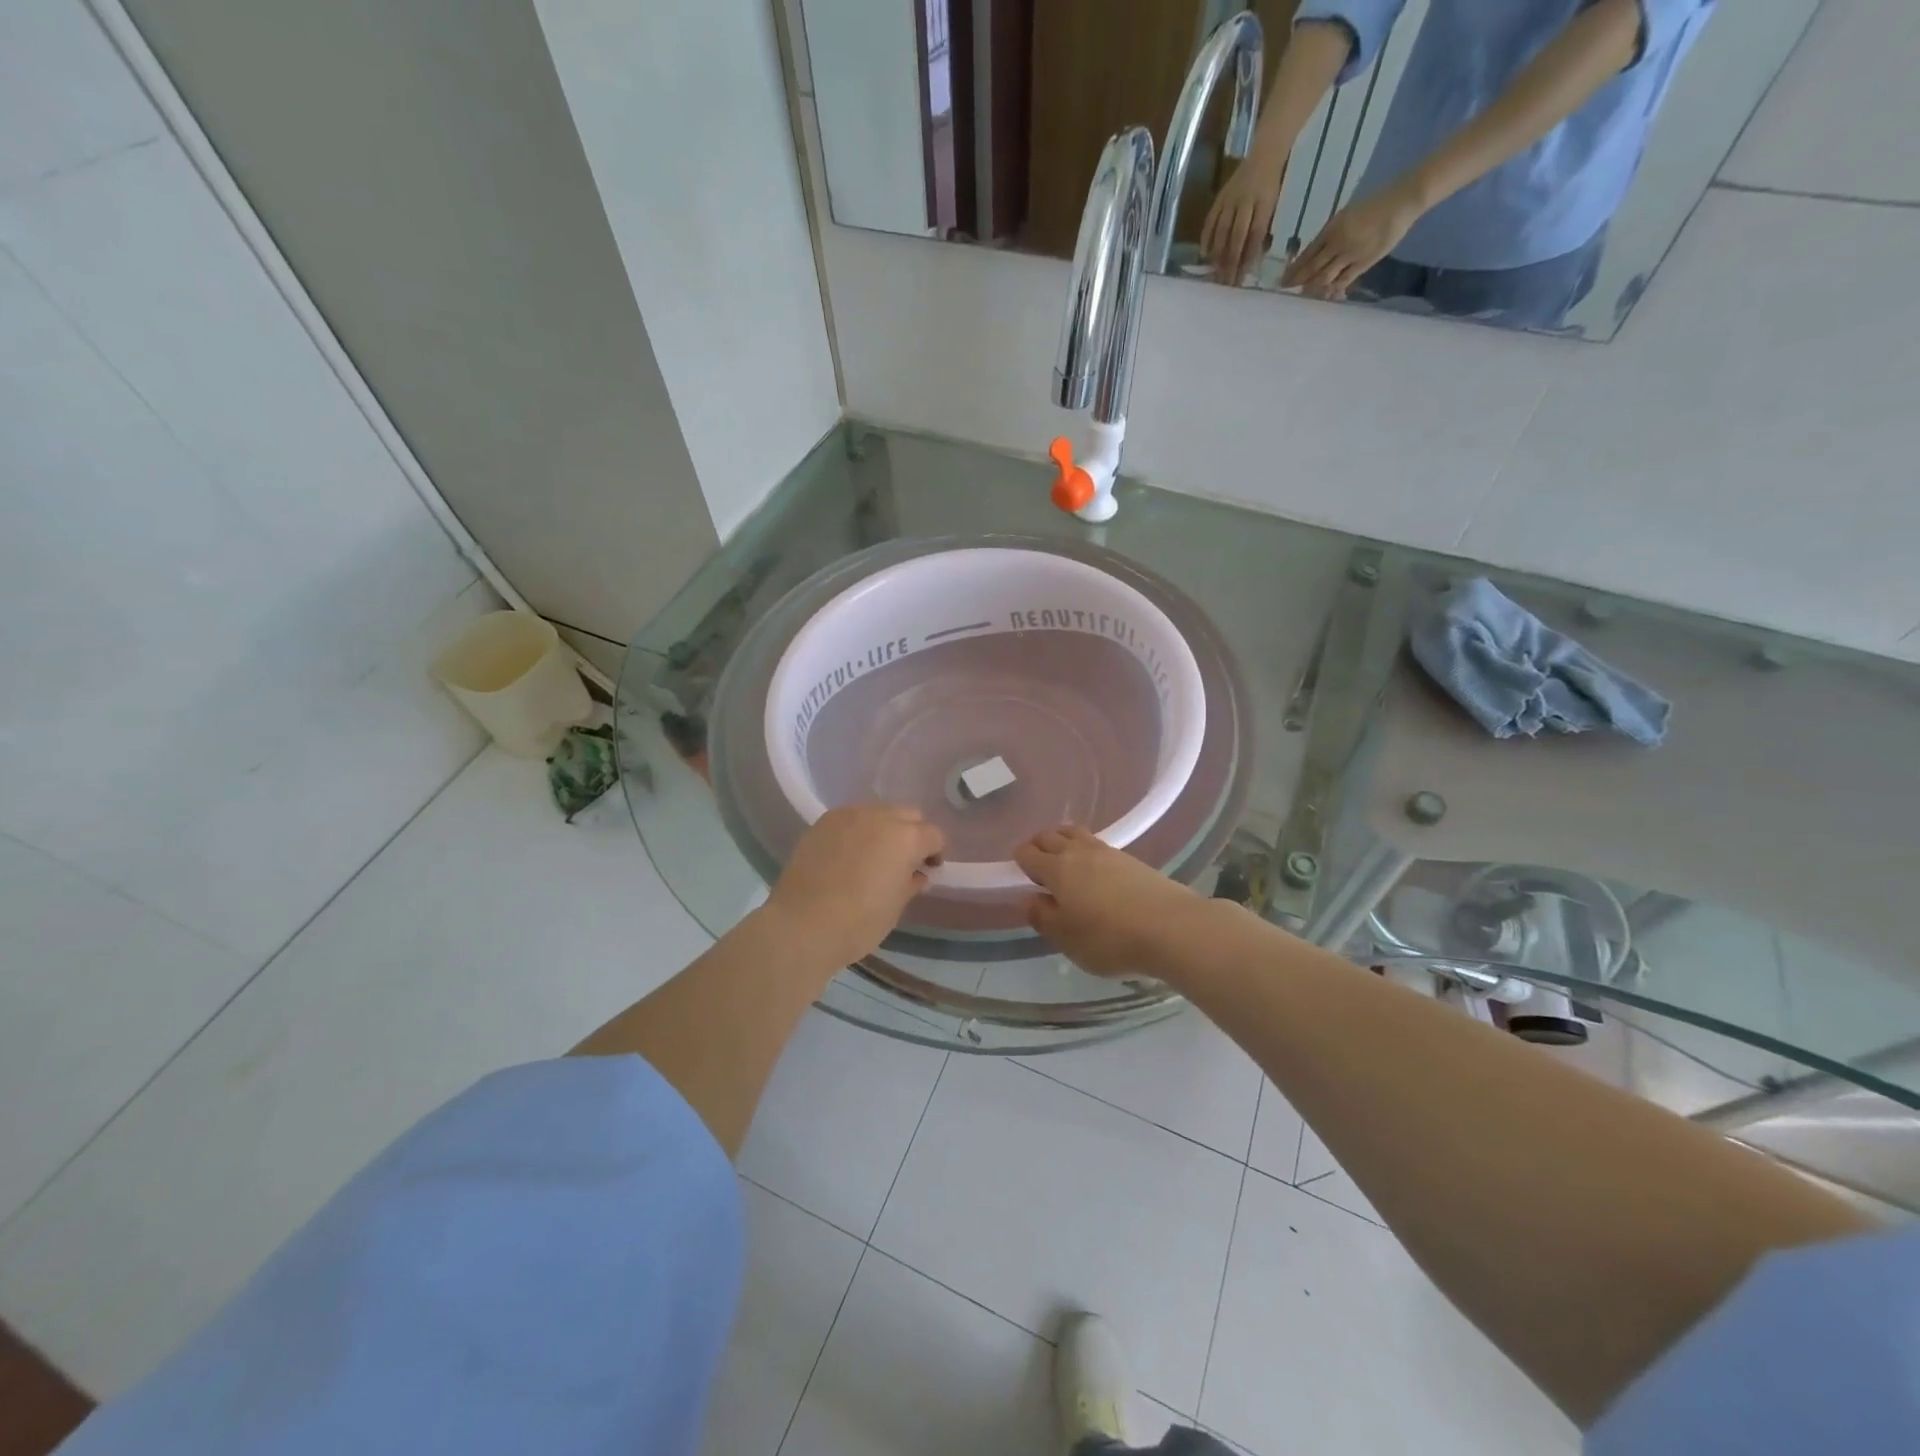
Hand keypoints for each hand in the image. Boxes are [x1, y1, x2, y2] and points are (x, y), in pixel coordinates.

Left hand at [766, 804, 944, 970]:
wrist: (801, 925)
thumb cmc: (858, 922)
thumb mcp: (896, 907)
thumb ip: (911, 883)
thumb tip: (917, 874)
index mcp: (906, 838)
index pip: (934, 834)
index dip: (936, 852)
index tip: (929, 869)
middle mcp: (880, 816)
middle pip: (909, 815)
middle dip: (913, 833)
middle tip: (906, 860)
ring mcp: (848, 815)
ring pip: (878, 812)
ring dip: (885, 828)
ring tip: (875, 855)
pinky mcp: (823, 822)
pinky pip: (851, 818)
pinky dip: (858, 830)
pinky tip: (850, 854)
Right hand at [1015, 826, 1206, 977]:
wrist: (1172, 928)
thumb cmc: (1110, 938)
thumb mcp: (1067, 939)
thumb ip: (1043, 917)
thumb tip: (1028, 899)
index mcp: (1057, 869)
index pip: (1028, 853)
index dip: (1020, 860)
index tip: (1020, 874)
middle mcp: (1079, 852)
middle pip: (1051, 836)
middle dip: (1039, 845)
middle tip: (1038, 863)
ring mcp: (1108, 852)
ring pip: (1076, 834)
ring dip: (1063, 840)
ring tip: (1064, 859)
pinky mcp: (1132, 859)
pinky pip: (1098, 845)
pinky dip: (1087, 850)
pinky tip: (1094, 869)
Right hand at [1199, 152, 1286, 286]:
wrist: (1264, 153)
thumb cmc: (1271, 184)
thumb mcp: (1273, 206)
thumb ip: (1263, 231)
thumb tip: (1252, 261)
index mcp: (1265, 202)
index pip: (1255, 234)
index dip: (1249, 257)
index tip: (1243, 277)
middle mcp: (1246, 201)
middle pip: (1237, 236)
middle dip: (1232, 261)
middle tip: (1227, 282)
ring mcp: (1230, 199)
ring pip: (1222, 231)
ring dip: (1218, 254)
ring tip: (1215, 273)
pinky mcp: (1219, 198)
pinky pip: (1210, 221)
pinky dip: (1206, 239)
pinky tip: (1204, 254)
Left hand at [1281, 182, 1423, 298]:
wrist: (1403, 200)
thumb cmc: (1374, 204)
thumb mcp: (1346, 215)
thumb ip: (1329, 236)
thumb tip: (1313, 256)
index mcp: (1332, 228)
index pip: (1307, 254)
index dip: (1293, 269)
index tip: (1281, 280)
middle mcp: (1338, 243)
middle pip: (1312, 268)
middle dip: (1296, 281)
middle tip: (1285, 291)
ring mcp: (1351, 254)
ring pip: (1324, 278)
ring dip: (1311, 288)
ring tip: (1302, 295)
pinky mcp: (1364, 262)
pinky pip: (1343, 281)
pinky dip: (1332, 291)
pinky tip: (1324, 296)